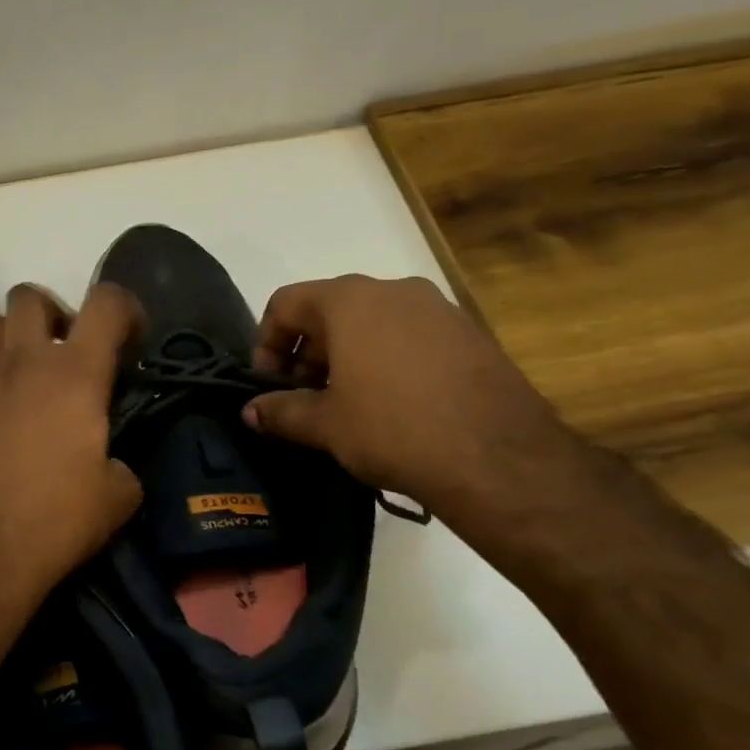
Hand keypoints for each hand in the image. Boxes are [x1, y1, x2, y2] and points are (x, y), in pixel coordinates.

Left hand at [0, 282, 143, 620]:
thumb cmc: (51, 523)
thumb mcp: (116, 500)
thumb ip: (122, 466)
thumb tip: (111, 464)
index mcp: (74, 374)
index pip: (107, 303)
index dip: (125, 309)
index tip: (129, 340)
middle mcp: (21, 361)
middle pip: (30, 296)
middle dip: (53, 314)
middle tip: (62, 354)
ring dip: (8, 340)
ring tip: (17, 377)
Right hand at [243, 275, 576, 522]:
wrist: (499, 459)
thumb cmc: (393, 429)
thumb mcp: (326, 424)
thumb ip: (281, 411)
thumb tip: (250, 412)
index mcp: (350, 300)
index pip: (286, 303)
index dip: (266, 344)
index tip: (269, 386)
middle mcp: (394, 290)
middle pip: (330, 310)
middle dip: (307, 354)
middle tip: (304, 400)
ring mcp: (439, 309)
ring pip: (373, 323)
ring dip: (347, 358)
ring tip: (347, 406)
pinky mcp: (470, 335)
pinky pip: (411, 338)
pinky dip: (387, 361)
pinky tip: (393, 406)